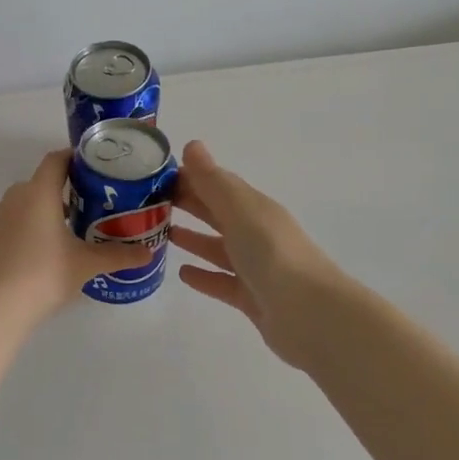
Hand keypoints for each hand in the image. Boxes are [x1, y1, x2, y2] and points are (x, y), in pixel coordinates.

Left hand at [0, 150, 147, 326]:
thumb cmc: (42, 275)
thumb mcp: (85, 265)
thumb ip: (117, 256)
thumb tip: (148, 253)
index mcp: (39, 193)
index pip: (56, 160)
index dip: (76, 158)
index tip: (96, 167)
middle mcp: (15, 198)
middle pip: (42, 183)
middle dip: (66, 191)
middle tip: (93, 205)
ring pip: (26, 206)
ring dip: (47, 213)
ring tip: (71, 232)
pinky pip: (12, 226)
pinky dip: (29, 231)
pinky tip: (42, 256)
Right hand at [171, 140, 340, 365]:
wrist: (310, 315)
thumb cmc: (272, 255)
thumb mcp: (241, 211)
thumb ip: (214, 182)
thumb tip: (192, 144)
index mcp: (256, 208)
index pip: (219, 184)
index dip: (191, 177)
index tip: (155, 175)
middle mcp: (257, 234)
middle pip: (218, 214)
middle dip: (189, 204)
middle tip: (148, 202)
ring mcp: (256, 268)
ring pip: (219, 248)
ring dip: (193, 239)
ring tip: (160, 233)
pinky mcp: (252, 299)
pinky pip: (222, 282)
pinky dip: (203, 276)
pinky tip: (182, 273)